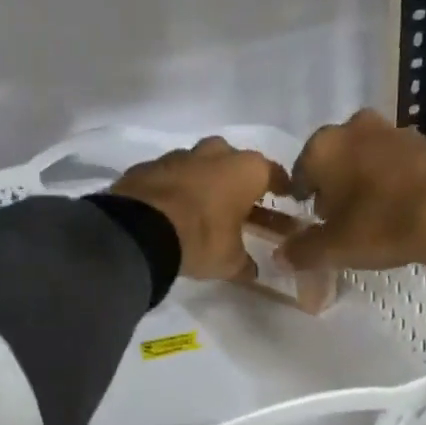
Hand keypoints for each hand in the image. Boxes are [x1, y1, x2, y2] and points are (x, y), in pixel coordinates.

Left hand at [109, 137, 291, 280]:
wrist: (140, 230)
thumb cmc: (201, 238)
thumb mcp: (230, 260)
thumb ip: (244, 262)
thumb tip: (252, 270)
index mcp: (245, 170)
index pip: (272, 173)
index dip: (281, 186)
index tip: (286, 196)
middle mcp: (215, 154)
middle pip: (233, 161)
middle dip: (237, 178)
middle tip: (239, 200)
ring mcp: (178, 156)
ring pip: (198, 163)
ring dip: (203, 180)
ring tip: (202, 205)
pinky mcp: (147, 166)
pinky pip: (168, 175)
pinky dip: (173, 187)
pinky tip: (170, 207)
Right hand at [284, 109, 425, 277]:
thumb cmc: (382, 224)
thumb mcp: (334, 248)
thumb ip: (302, 251)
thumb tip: (281, 256)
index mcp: (324, 146)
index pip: (300, 172)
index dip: (304, 199)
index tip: (314, 221)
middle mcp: (356, 128)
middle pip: (336, 159)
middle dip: (336, 185)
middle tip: (344, 218)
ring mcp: (397, 130)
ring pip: (369, 156)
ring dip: (367, 180)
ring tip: (377, 216)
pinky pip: (401, 163)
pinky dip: (398, 181)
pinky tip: (406, 208)